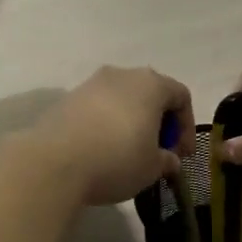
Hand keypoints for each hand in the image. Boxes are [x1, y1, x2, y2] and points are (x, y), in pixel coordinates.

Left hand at [29, 66, 192, 206]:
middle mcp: (122, 74)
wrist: (54, 162)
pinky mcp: (67, 98)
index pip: (181, 96)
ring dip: (132, 123)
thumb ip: (166, 160)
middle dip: (159, 123)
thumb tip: (169, 160)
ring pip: (122, 99)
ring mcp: (91, 83)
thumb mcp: (152, 167)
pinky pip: (98, 109)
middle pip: (150, 93)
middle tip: (158, 153)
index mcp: (150, 84)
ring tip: (130, 154)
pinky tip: (103, 151)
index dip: (187, 126)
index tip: (181, 155)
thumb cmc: (117, 159)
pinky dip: (107, 125)